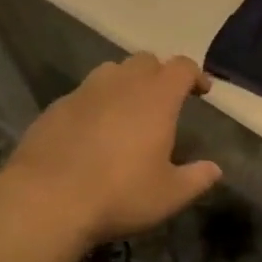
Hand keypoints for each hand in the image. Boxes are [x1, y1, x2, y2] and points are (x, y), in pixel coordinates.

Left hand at [3, 53, 220, 243]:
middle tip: (163, 100)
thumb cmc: (119, 195)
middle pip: (146, 61)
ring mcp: (85, 91)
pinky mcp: (56, 106)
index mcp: (156, 97)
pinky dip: (95, 103)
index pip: (182, 67)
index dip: (195, 75)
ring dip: (125, 83)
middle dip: (159, 74)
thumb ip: (196, 178)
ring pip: (111, 71)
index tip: (201, 91)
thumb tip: (215, 169)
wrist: (46, 200)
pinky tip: (92, 131)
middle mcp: (122, 83)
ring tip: (127, 110)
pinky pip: (83, 93)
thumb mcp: (168, 195)